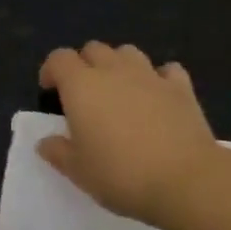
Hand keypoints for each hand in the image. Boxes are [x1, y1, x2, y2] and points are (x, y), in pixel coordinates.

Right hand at [37, 42, 218, 227]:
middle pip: (94, 49)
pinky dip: (158, 78)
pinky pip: (166, 70)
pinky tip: (158, 96)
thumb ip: (58, 152)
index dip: (52, 70)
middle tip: (84, 95)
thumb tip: (46, 141)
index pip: (60, 58)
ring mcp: (150, 75)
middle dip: (84, 65)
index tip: (50, 91)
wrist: (184, 180)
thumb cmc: (121, 175)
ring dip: (119, 65)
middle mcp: (114, 71)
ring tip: (119, 91)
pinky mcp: (181, 87)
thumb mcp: (79, 171)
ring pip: (128, 52)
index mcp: (82, 86)